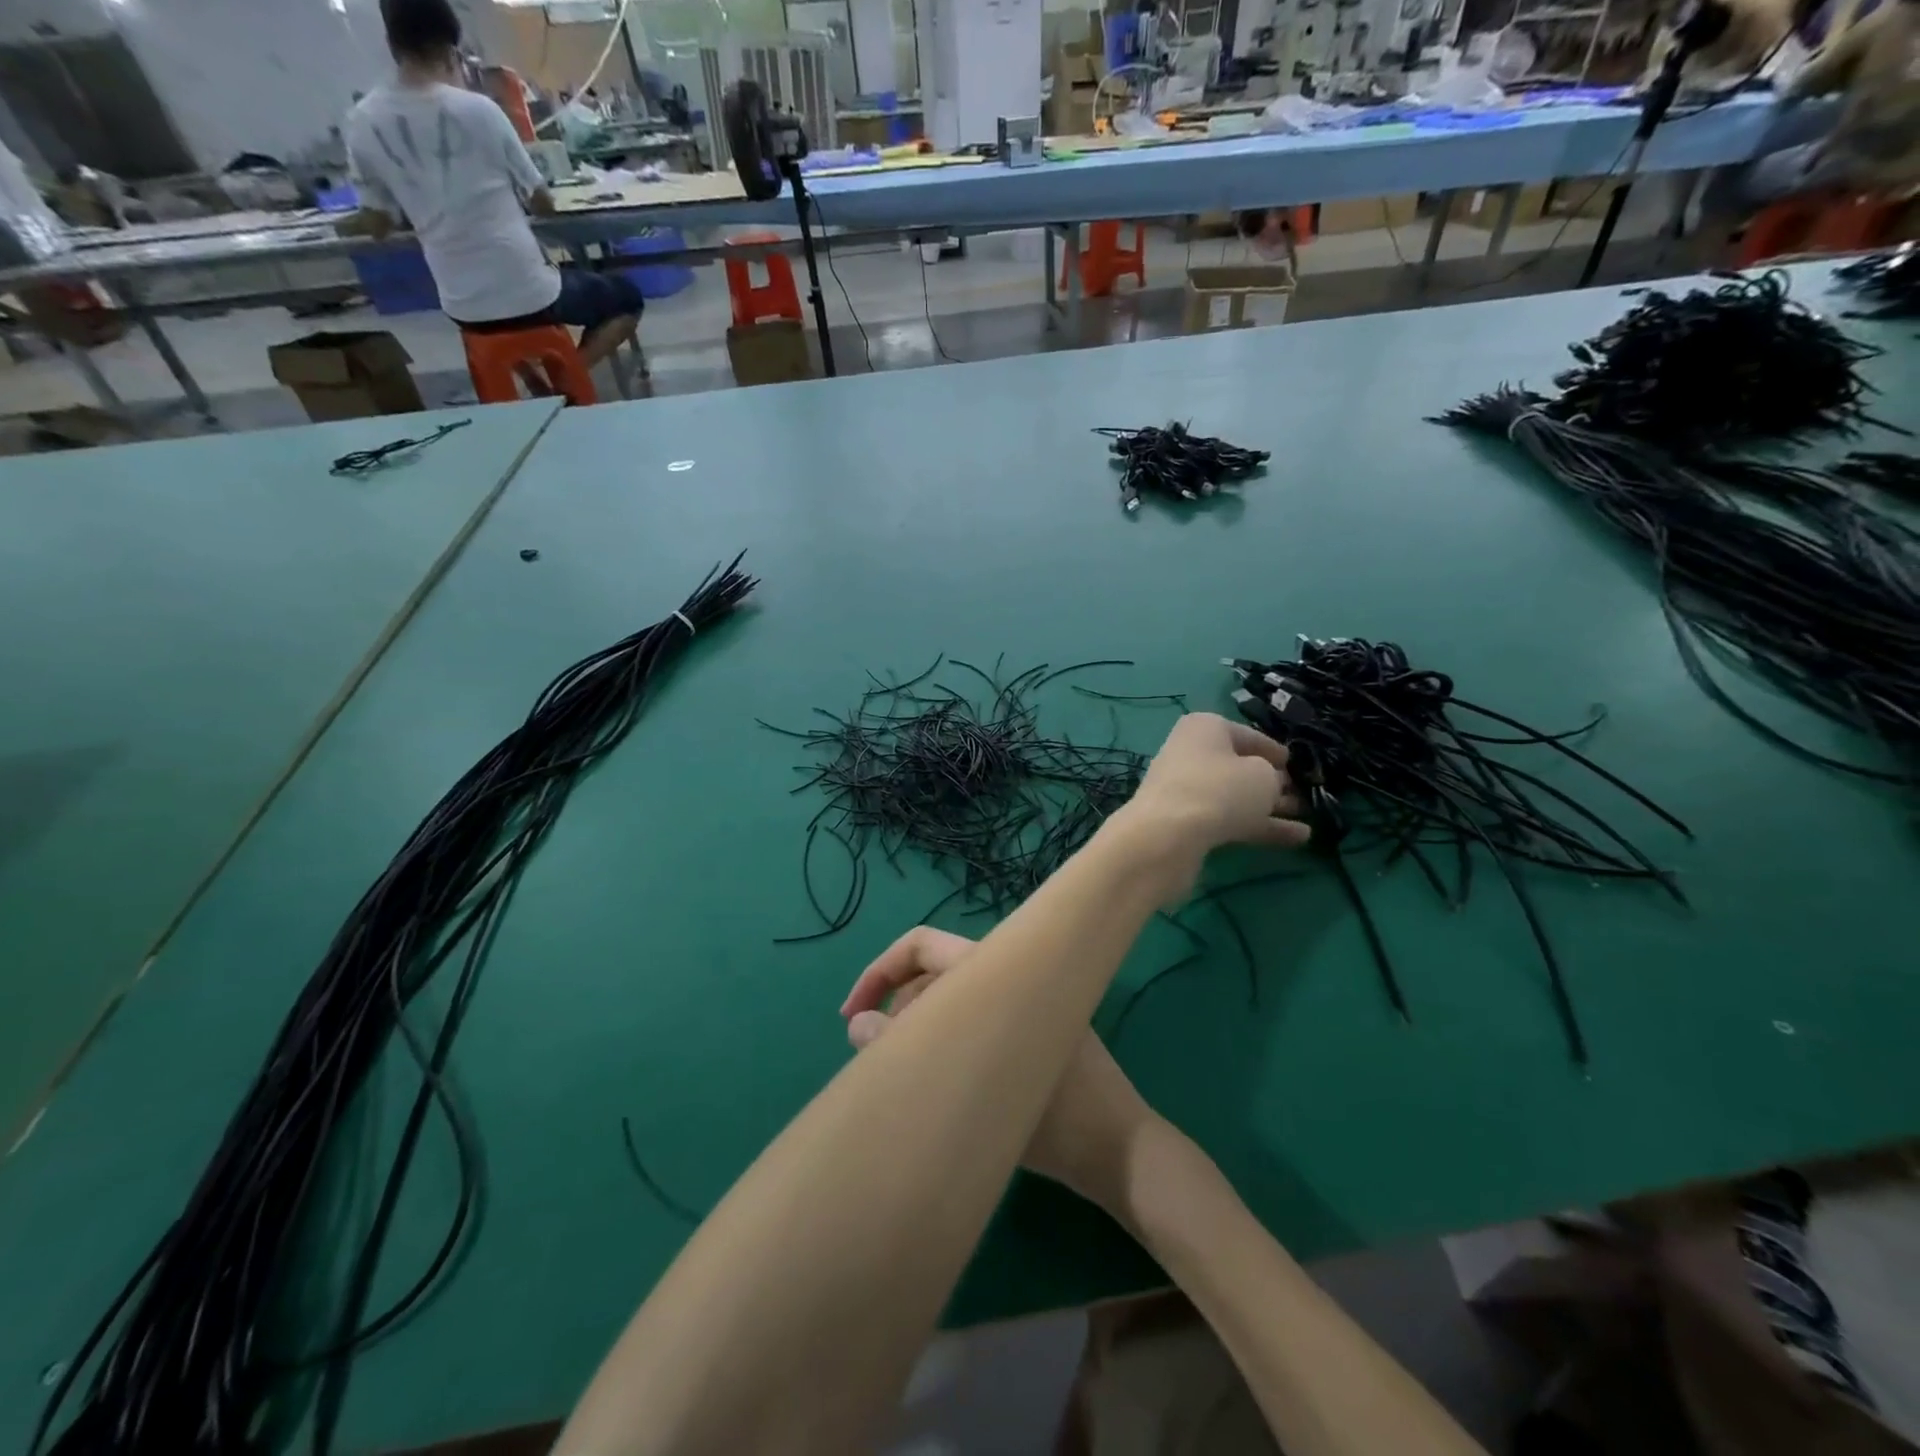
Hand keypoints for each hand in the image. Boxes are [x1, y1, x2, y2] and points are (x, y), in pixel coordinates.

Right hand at [842, 927, 1156, 1210]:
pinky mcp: (1029, 1032)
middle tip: (874, 1059)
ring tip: (899, 1073)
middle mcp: (1009, 977)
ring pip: (952, 998)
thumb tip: (857, 1027)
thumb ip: (910, 1053)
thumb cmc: (1056, 1121)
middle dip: (895, 1006)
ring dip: (919, 1026)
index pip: (923, 944)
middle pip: (932, 972)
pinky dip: (947, 1040)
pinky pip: (974, 1020)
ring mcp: (1022, 1004)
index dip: (879, 971)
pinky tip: (935, 1081)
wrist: (1122, 1152)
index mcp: (997, 972)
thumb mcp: (974, 1092)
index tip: (850, 1016)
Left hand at [1112, 713, 1308, 904]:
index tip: (1295, 763)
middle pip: (1239, 767)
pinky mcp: (1185, 821)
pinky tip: (1298, 839)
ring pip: (1235, 795)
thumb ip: (1272, 777)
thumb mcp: (1262, 776)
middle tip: (1303, 795)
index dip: (1273, 750)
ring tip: (1309, 818)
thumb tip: (1267, 782)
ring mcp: (1186, 789)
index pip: (1247, 735)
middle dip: (1272, 782)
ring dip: (1270, 806)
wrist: (1168, 835)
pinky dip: (1260, 826)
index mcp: (1205, 728)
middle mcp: (1191, 753)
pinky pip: (1228, 819)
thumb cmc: (1220, 788)